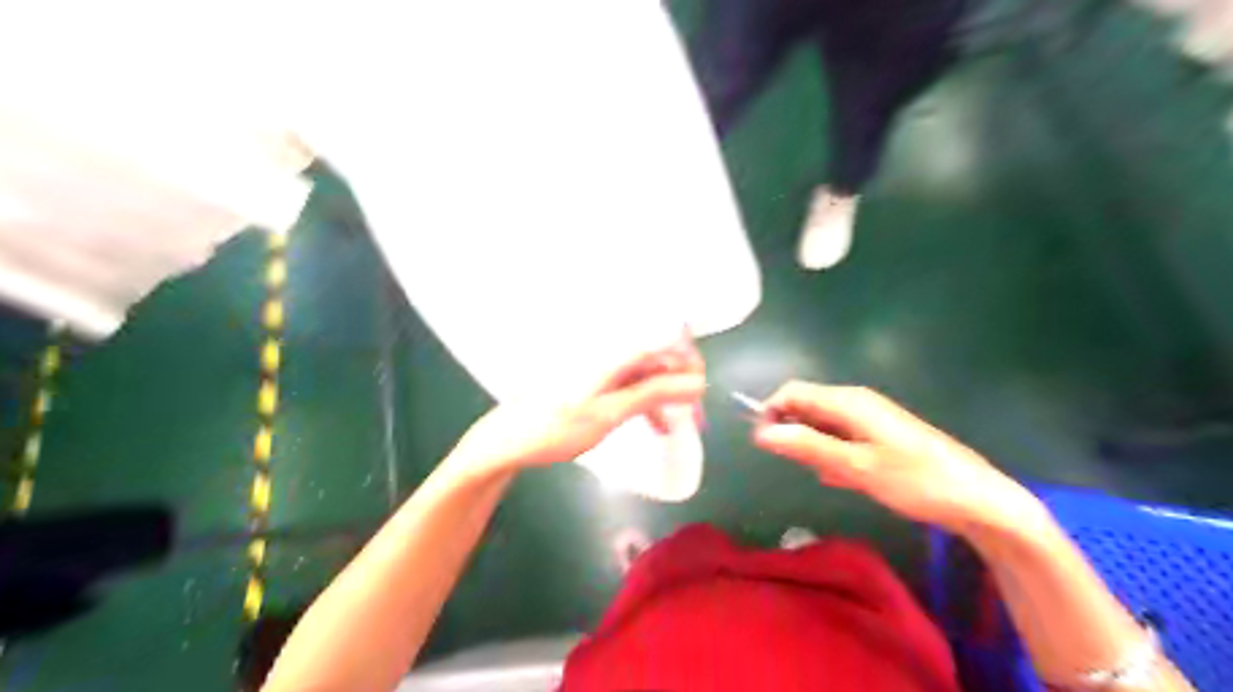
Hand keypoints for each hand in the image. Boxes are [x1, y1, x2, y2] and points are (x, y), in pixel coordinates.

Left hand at [450, 334, 708, 476]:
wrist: (508, 440)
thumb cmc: (555, 427)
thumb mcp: (609, 414)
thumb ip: (652, 394)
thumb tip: (696, 383)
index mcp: (610, 349)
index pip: (662, 337)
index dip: (688, 359)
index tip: (701, 390)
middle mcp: (608, 348)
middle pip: (657, 354)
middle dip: (681, 382)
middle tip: (696, 415)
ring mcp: (601, 364)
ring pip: (646, 372)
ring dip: (666, 395)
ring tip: (681, 425)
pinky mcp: (595, 379)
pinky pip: (631, 383)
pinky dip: (647, 401)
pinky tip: (657, 425)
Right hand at [753, 380, 1033, 531]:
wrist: (977, 500)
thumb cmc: (915, 480)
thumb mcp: (855, 466)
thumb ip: (807, 447)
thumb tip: (761, 432)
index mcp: (848, 401)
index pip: (792, 392)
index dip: (771, 413)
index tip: (764, 445)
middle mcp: (856, 403)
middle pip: (806, 407)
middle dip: (794, 433)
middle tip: (802, 467)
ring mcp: (869, 419)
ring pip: (823, 426)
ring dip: (814, 448)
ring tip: (830, 477)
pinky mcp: (879, 436)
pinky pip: (841, 439)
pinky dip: (834, 456)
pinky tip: (846, 479)